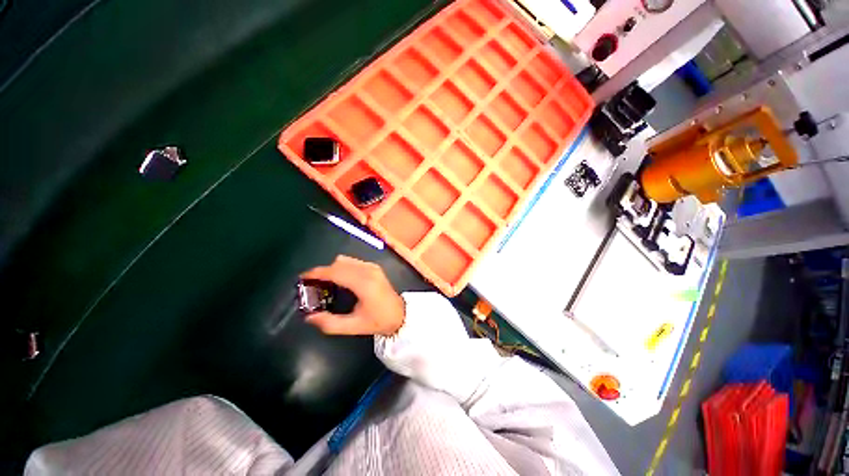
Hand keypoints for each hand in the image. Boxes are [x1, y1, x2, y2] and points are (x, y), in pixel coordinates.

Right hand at [300, 255, 404, 335]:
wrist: (400, 314)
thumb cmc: (378, 321)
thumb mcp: (353, 326)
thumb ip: (330, 323)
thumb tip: (309, 317)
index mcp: (363, 283)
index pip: (336, 272)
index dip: (317, 273)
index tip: (303, 278)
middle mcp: (368, 270)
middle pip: (339, 263)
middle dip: (323, 271)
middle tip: (312, 284)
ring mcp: (372, 267)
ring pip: (346, 260)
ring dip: (333, 268)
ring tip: (325, 283)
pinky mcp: (375, 267)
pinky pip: (354, 262)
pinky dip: (343, 267)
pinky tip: (340, 280)